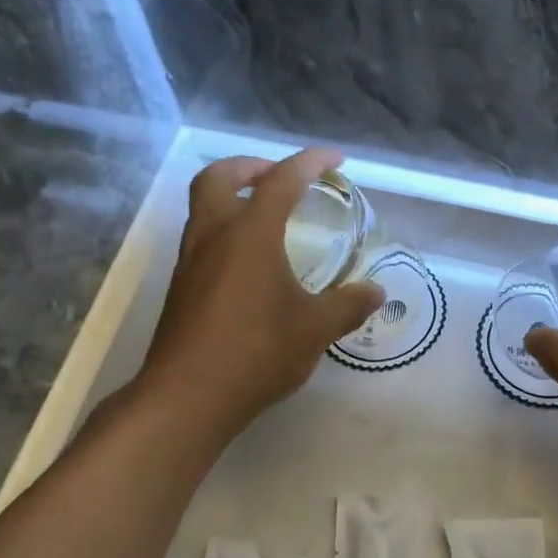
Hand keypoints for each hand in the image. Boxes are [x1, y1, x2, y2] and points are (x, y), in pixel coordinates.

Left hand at [131, 149, 384, 444]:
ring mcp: (190, 262)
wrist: (188, 398)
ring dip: (233, 198)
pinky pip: (202, 240)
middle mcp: (213, 237)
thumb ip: (348, 305)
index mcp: (250, 234)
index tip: (335, 159)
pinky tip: (250, 265)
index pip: (282, 181)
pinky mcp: (181, 289)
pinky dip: (226, 232)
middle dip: (251, 166)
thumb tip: (376, 292)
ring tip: (267, 217)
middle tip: (279, 177)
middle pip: (219, 177)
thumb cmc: (257, 352)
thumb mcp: (315, 329)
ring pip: (204, 208)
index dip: (311, 163)